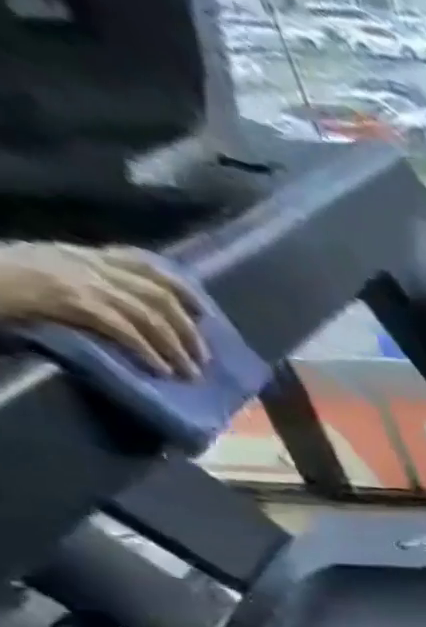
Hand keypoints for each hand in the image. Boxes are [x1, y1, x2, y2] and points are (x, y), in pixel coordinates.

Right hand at [0, 243, 205, 376]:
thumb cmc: (0, 283)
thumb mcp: (47, 275)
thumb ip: (89, 288)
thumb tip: (137, 319)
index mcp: (77, 253)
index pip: (144, 263)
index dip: (182, 290)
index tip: (204, 314)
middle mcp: (82, 261)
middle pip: (158, 295)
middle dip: (188, 330)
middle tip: (202, 358)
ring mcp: (75, 278)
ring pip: (148, 314)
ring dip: (176, 348)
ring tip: (188, 373)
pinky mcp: (67, 299)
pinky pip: (123, 328)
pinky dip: (148, 351)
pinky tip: (160, 369)